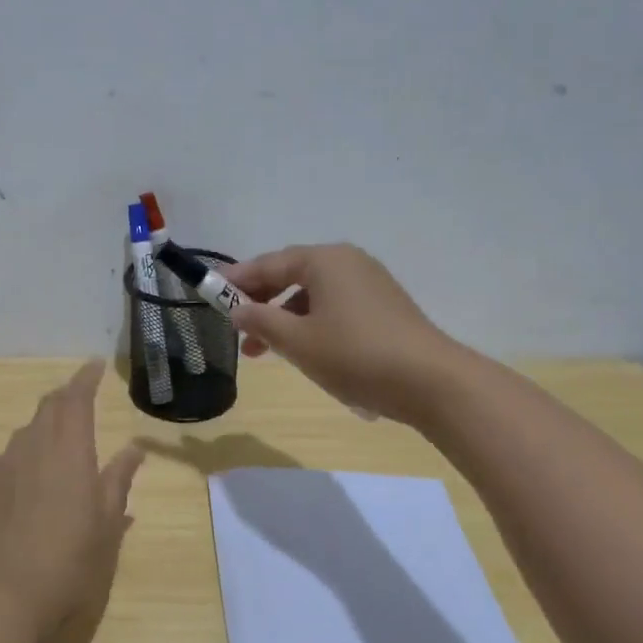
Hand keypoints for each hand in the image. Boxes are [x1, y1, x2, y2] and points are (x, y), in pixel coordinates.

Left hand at [0, 360, 144, 642]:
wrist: (1, 598)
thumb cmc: (69, 563)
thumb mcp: (107, 525)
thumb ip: (118, 480)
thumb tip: (133, 448)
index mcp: (70, 451)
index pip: (77, 398)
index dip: (86, 378)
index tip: (95, 365)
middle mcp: (33, 447)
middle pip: (48, 408)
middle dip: (64, 398)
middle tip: (78, 400)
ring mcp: (0, 466)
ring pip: (23, 434)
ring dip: (40, 430)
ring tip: (52, 447)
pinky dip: (14, 462)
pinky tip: (16, 483)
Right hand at [225, 243, 457, 425]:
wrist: (431, 382)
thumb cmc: (355, 355)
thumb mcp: (298, 341)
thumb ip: (261, 322)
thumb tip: (237, 312)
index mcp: (324, 260)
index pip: (269, 264)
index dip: (237, 280)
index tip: (210, 292)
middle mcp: (347, 262)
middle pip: (291, 275)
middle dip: (260, 302)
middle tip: (235, 328)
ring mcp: (369, 284)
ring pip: (312, 295)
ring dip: (284, 319)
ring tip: (263, 352)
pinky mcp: (383, 307)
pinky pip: (334, 307)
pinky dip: (311, 323)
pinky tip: (303, 351)